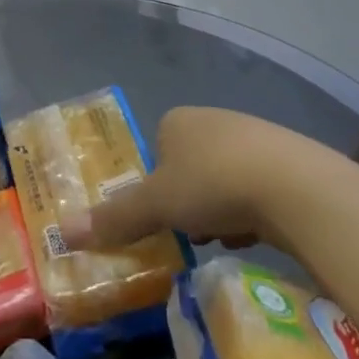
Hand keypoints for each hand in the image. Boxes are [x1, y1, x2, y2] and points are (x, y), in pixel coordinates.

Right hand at [61, 107, 331, 253]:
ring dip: (219, 209)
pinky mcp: (290, 162)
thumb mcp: (155, 205)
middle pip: (190, 166)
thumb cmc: (212, 184)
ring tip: (222, 237)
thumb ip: (114, 218)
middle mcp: (215, 120)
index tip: (160, 215)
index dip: (154, 184)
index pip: (156, 149)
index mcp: (178, 120)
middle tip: (188, 231)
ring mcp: (256, 138)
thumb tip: (63, 234)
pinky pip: (258, 189)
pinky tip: (255, 234)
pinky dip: (252, 212)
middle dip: (188, 200)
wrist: (296, 187)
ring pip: (224, 179)